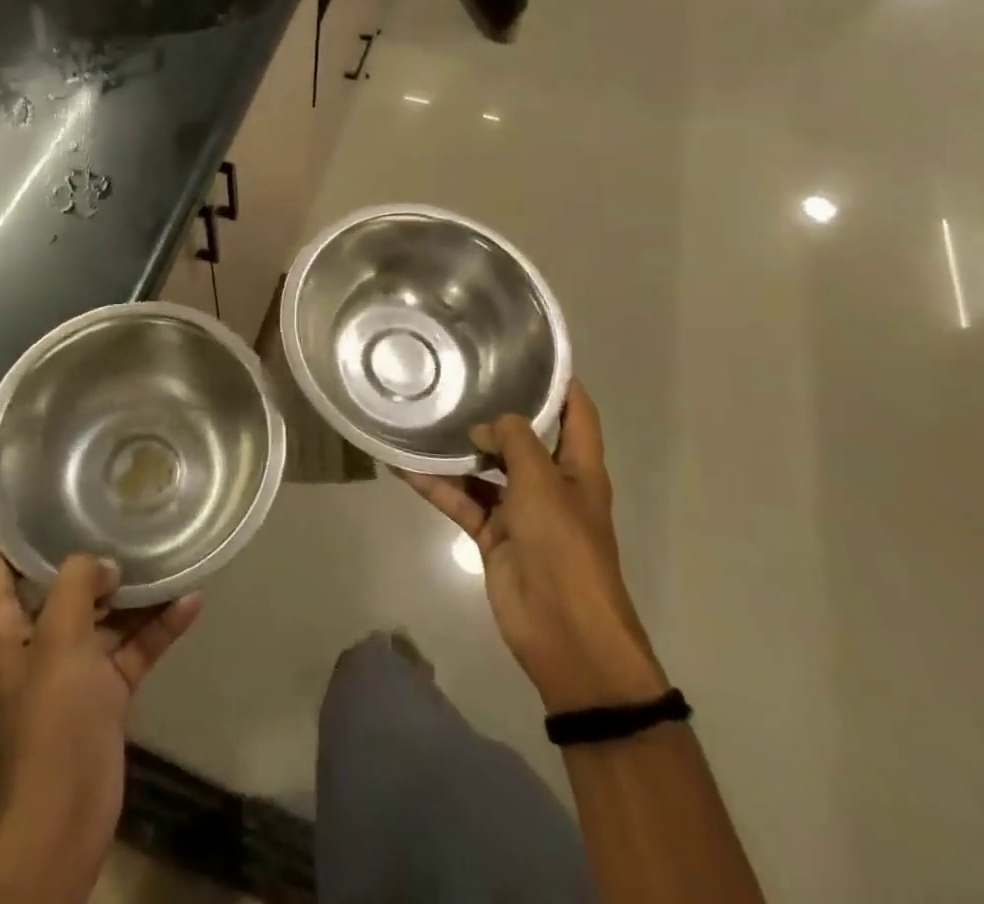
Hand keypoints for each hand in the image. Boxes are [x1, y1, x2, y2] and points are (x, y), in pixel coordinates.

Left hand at [0, 536, 202, 899]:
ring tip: (164, 545)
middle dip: (84, 551)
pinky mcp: (106, 693)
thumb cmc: (49, 719)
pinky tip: (191, 599)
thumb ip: (78, 586)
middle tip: (113, 506)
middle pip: (59, 585)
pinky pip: (134, 646)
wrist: (64, 815)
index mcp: (7, 630)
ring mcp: (74, 668)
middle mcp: (38, 642)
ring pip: (105, 614)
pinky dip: (159, 626)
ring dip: (133, 588)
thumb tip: (104, 564)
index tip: (18, 493)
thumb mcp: (59, 640)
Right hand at [400, 380, 664, 713]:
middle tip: (458, 377)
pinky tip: (405, 466)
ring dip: (457, 450)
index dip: (560, 382)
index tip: (529, 351)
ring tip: (423, 416)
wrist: (564, 631)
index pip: (576, 412)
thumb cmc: (565, 545)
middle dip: (495, 412)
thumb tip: (484, 426)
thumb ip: (514, 440)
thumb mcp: (543, 480)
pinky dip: (437, 486)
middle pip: (523, 438)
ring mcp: (520, 510)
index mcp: (579, 467)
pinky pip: (461, 500)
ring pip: (484, 469)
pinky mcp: (493, 534)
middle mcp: (550, 483)